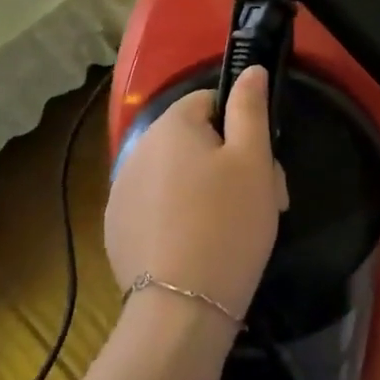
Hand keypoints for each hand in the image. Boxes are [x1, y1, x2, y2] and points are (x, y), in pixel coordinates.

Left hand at [104, 66, 287, 321]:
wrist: (181, 309)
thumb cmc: (228, 224)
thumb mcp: (252, 160)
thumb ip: (250, 107)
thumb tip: (250, 70)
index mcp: (171, 124)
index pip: (210, 101)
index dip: (242, 128)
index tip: (262, 167)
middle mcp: (137, 148)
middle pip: (195, 140)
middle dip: (229, 163)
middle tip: (260, 203)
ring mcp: (121, 191)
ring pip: (177, 175)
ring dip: (206, 190)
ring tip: (231, 231)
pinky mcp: (116, 229)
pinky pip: (157, 207)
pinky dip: (179, 217)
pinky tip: (198, 248)